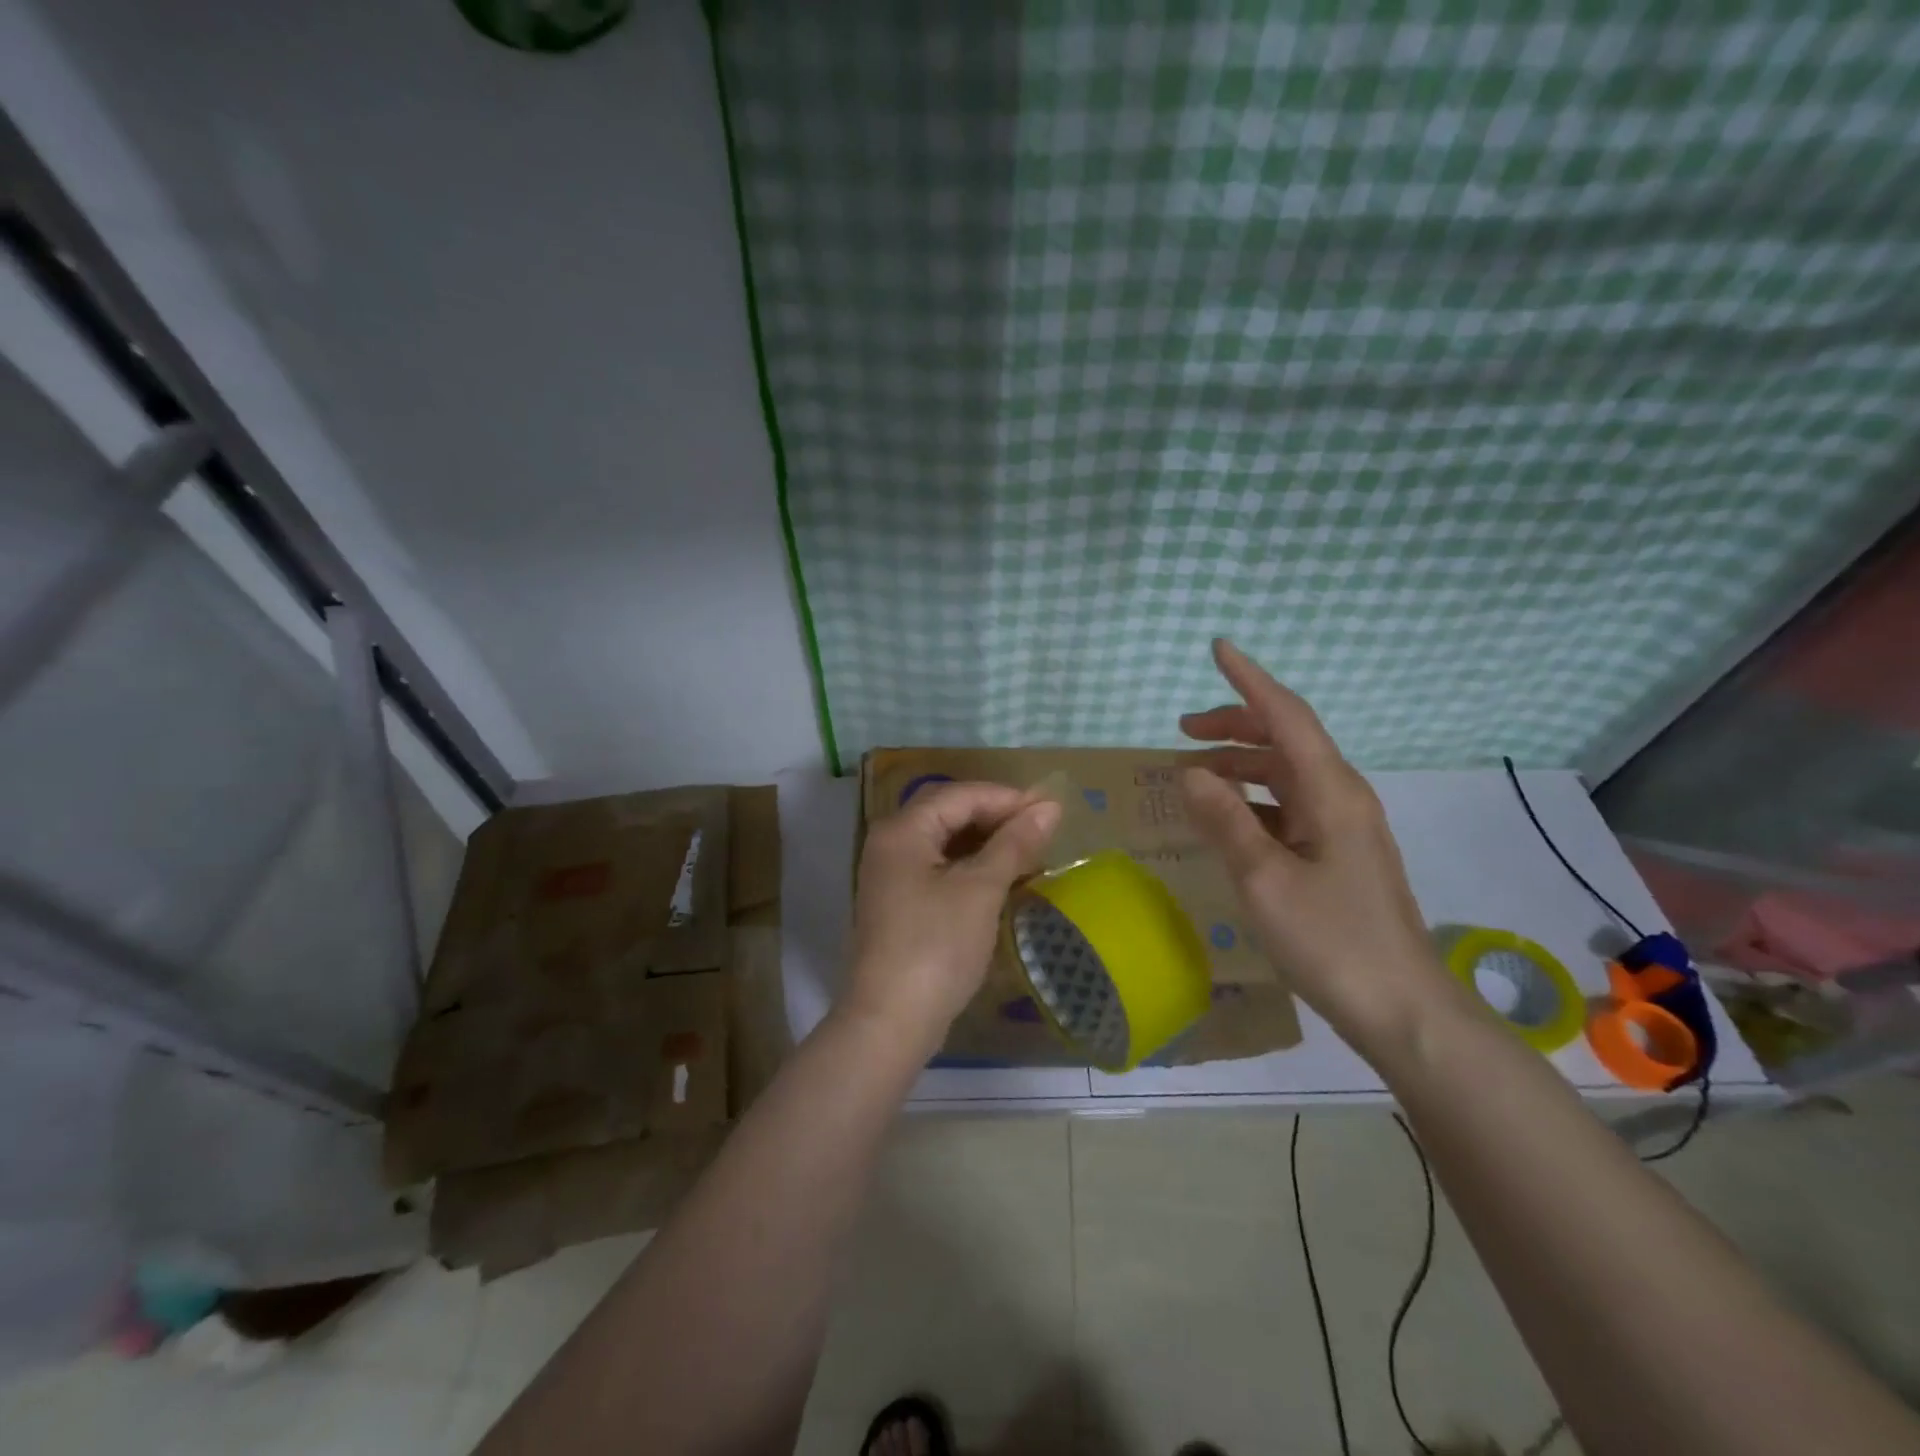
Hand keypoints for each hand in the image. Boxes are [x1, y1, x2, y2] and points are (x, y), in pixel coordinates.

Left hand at [843, 782, 1061, 1050]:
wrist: (890, 1022)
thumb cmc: (936, 947)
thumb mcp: (981, 889)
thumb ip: (1014, 843)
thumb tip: (1050, 806)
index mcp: (902, 830)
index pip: (960, 795)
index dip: (1007, 798)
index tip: (1051, 809)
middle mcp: (890, 843)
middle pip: (949, 813)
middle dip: (997, 817)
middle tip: (1043, 828)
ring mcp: (892, 875)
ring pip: (946, 842)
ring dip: (987, 842)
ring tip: (1030, 851)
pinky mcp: (900, 903)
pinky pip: (940, 868)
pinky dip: (972, 866)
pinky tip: (1002, 878)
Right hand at [1178, 639, 1463, 1055]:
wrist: (1402, 1009)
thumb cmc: (1331, 940)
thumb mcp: (1265, 879)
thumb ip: (1226, 820)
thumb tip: (1191, 772)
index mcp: (1330, 792)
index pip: (1286, 716)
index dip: (1249, 680)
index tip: (1218, 648)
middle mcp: (1341, 796)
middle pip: (1286, 739)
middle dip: (1234, 725)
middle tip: (1182, 731)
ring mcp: (1343, 826)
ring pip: (1286, 774)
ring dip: (1240, 765)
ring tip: (1191, 775)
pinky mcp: (1339, 853)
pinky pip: (1289, 806)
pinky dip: (1253, 800)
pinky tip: (1225, 818)